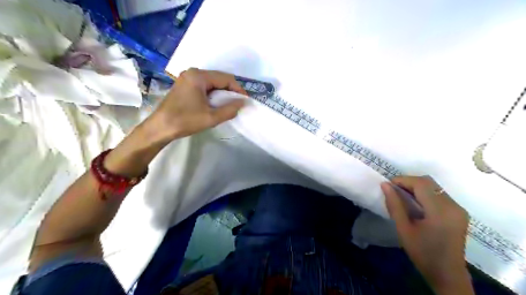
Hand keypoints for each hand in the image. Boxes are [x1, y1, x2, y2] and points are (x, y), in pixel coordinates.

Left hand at [105, 68, 246, 175]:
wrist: (160, 128)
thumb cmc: (185, 121)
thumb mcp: (211, 117)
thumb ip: (230, 109)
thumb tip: (243, 103)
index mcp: (199, 76)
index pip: (226, 78)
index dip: (238, 89)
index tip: (245, 101)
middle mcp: (192, 72)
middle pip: (219, 79)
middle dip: (230, 91)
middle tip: (237, 104)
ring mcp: (187, 78)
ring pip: (212, 83)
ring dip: (222, 93)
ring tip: (228, 106)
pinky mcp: (184, 86)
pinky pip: (204, 86)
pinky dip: (212, 94)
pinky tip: (215, 105)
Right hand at [381, 176, 470, 293]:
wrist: (447, 274)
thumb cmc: (422, 253)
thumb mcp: (403, 229)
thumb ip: (394, 205)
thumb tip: (385, 185)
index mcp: (440, 211)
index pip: (421, 184)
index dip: (403, 180)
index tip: (388, 184)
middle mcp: (453, 206)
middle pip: (429, 182)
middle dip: (409, 182)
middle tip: (394, 190)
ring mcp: (458, 209)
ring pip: (434, 187)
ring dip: (416, 187)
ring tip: (402, 196)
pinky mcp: (458, 212)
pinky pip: (439, 194)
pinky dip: (424, 193)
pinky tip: (415, 203)